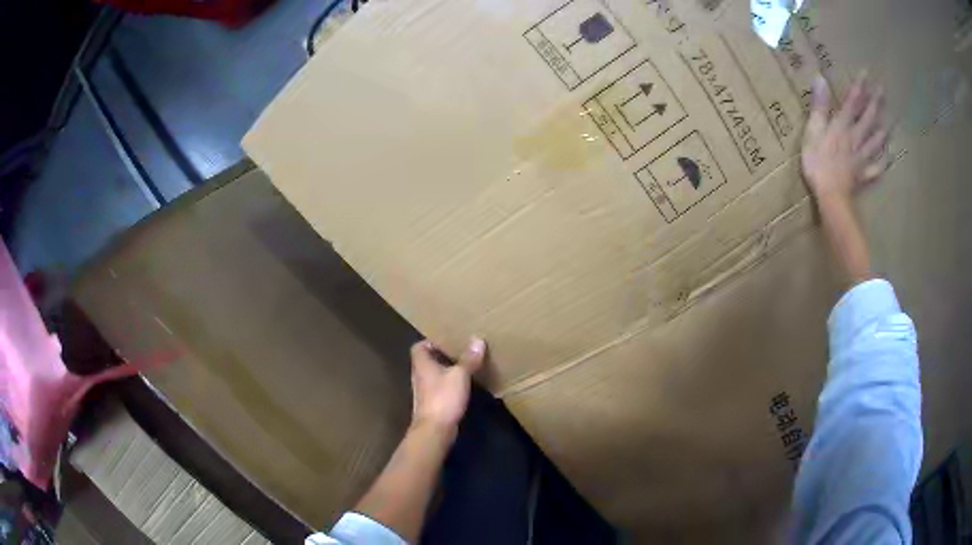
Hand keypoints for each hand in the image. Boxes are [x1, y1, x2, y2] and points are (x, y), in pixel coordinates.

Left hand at [409, 337, 485, 436]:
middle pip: (427, 360)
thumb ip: (468, 359)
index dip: (431, 341)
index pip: (419, 346)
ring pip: (434, 375)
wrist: (434, 429)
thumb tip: (477, 339)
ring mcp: (424, 391)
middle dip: (442, 355)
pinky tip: (463, 386)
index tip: (448, 339)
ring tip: (464, 365)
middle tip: (460, 350)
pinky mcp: (431, 404)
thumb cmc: (443, 398)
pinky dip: (449, 385)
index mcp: (422, 364)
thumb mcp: (460, 375)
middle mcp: (419, 375)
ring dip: (446, 370)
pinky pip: (439, 388)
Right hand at [802, 73, 887, 204]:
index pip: (853, 101)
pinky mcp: (863, 174)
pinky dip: (883, 161)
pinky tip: (888, 157)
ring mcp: (862, 157)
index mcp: (843, 125)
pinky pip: (877, 167)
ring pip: (876, 141)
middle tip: (882, 90)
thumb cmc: (818, 162)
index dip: (860, 86)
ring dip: (883, 130)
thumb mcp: (813, 130)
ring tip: (889, 122)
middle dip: (875, 103)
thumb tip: (820, 78)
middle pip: (869, 118)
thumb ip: (819, 106)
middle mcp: (856, 137)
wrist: (831, 196)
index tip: (866, 72)